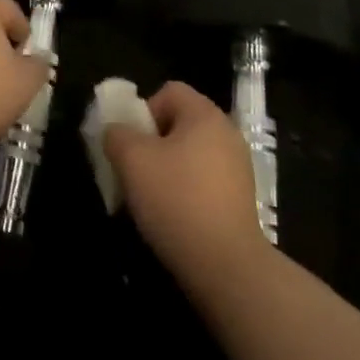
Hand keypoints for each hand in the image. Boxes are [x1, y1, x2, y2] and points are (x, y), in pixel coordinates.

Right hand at [104, 82, 270, 281]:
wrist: (227, 268)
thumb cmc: (177, 200)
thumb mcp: (132, 160)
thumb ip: (117, 135)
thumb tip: (116, 133)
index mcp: (205, 115)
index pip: (168, 92)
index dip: (144, 112)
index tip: (134, 145)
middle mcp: (227, 134)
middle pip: (179, 123)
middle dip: (153, 144)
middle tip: (137, 172)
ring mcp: (239, 168)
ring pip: (191, 155)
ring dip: (168, 169)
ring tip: (152, 199)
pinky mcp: (242, 200)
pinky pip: (205, 181)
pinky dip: (187, 191)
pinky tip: (175, 218)